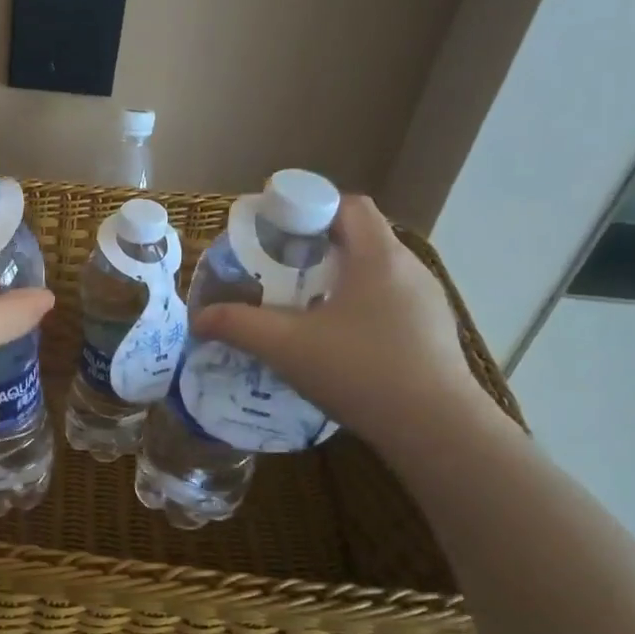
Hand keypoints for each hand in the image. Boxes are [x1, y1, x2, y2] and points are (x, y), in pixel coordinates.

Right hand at [191, 195, 496, 451]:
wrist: (435, 428)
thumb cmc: (360, 371)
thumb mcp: (286, 347)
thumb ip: (238, 326)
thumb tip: (199, 318)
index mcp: (377, 256)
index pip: (348, 205)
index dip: (309, 209)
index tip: (276, 233)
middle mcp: (409, 268)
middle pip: (361, 237)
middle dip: (317, 248)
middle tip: (280, 271)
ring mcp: (428, 301)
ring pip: (376, 272)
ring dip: (340, 279)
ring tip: (305, 307)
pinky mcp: (433, 331)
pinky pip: (390, 301)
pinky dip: (360, 306)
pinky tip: (339, 341)